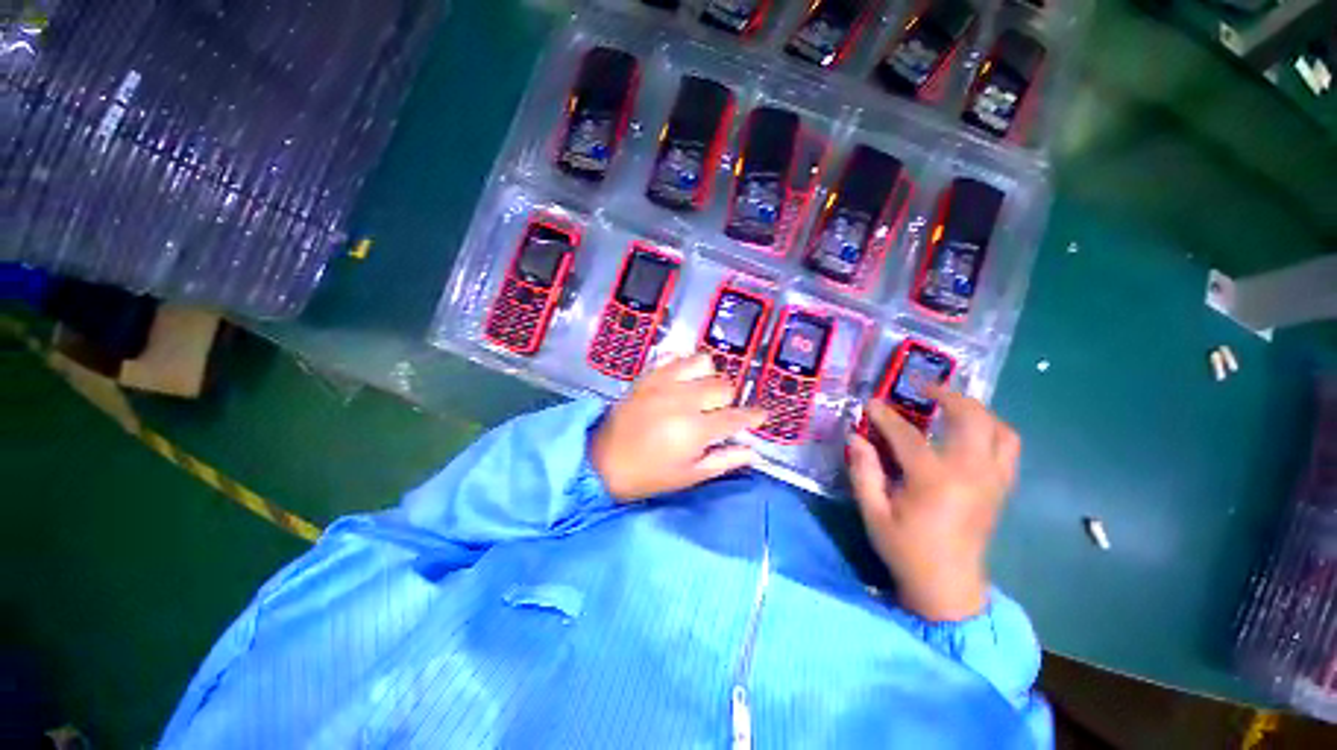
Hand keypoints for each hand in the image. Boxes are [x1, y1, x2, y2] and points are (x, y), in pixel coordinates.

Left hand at [591, 354, 766, 501]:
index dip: (754, 416)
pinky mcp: (648, 376)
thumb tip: (754, 451)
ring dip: (708, 376)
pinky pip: (674, 357)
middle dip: (729, 399)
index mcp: (696, 430)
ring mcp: (664, 383)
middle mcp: (684, 399)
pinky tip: (682, 379)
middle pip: (724, 385)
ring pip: (703, 362)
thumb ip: (724, 461)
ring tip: (701, 392)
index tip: (761, 416)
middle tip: (720, 412)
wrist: (602, 461)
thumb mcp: (689, 476)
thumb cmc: (648, 475)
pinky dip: (684, 364)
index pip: (737, 417)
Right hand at [846, 388, 1019, 621]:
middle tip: (924, 388)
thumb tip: (856, 437)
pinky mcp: (1001, 488)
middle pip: (971, 419)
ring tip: (950, 405)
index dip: (886, 415)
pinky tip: (969, 432)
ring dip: (976, 410)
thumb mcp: (873, 513)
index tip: (871, 402)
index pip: (908, 435)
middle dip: (948, 396)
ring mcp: (992, 480)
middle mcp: (971, 474)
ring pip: (1000, 430)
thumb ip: (864, 472)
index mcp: (935, 481)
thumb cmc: (906, 550)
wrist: (949, 586)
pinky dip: (992, 430)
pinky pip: (1008, 448)